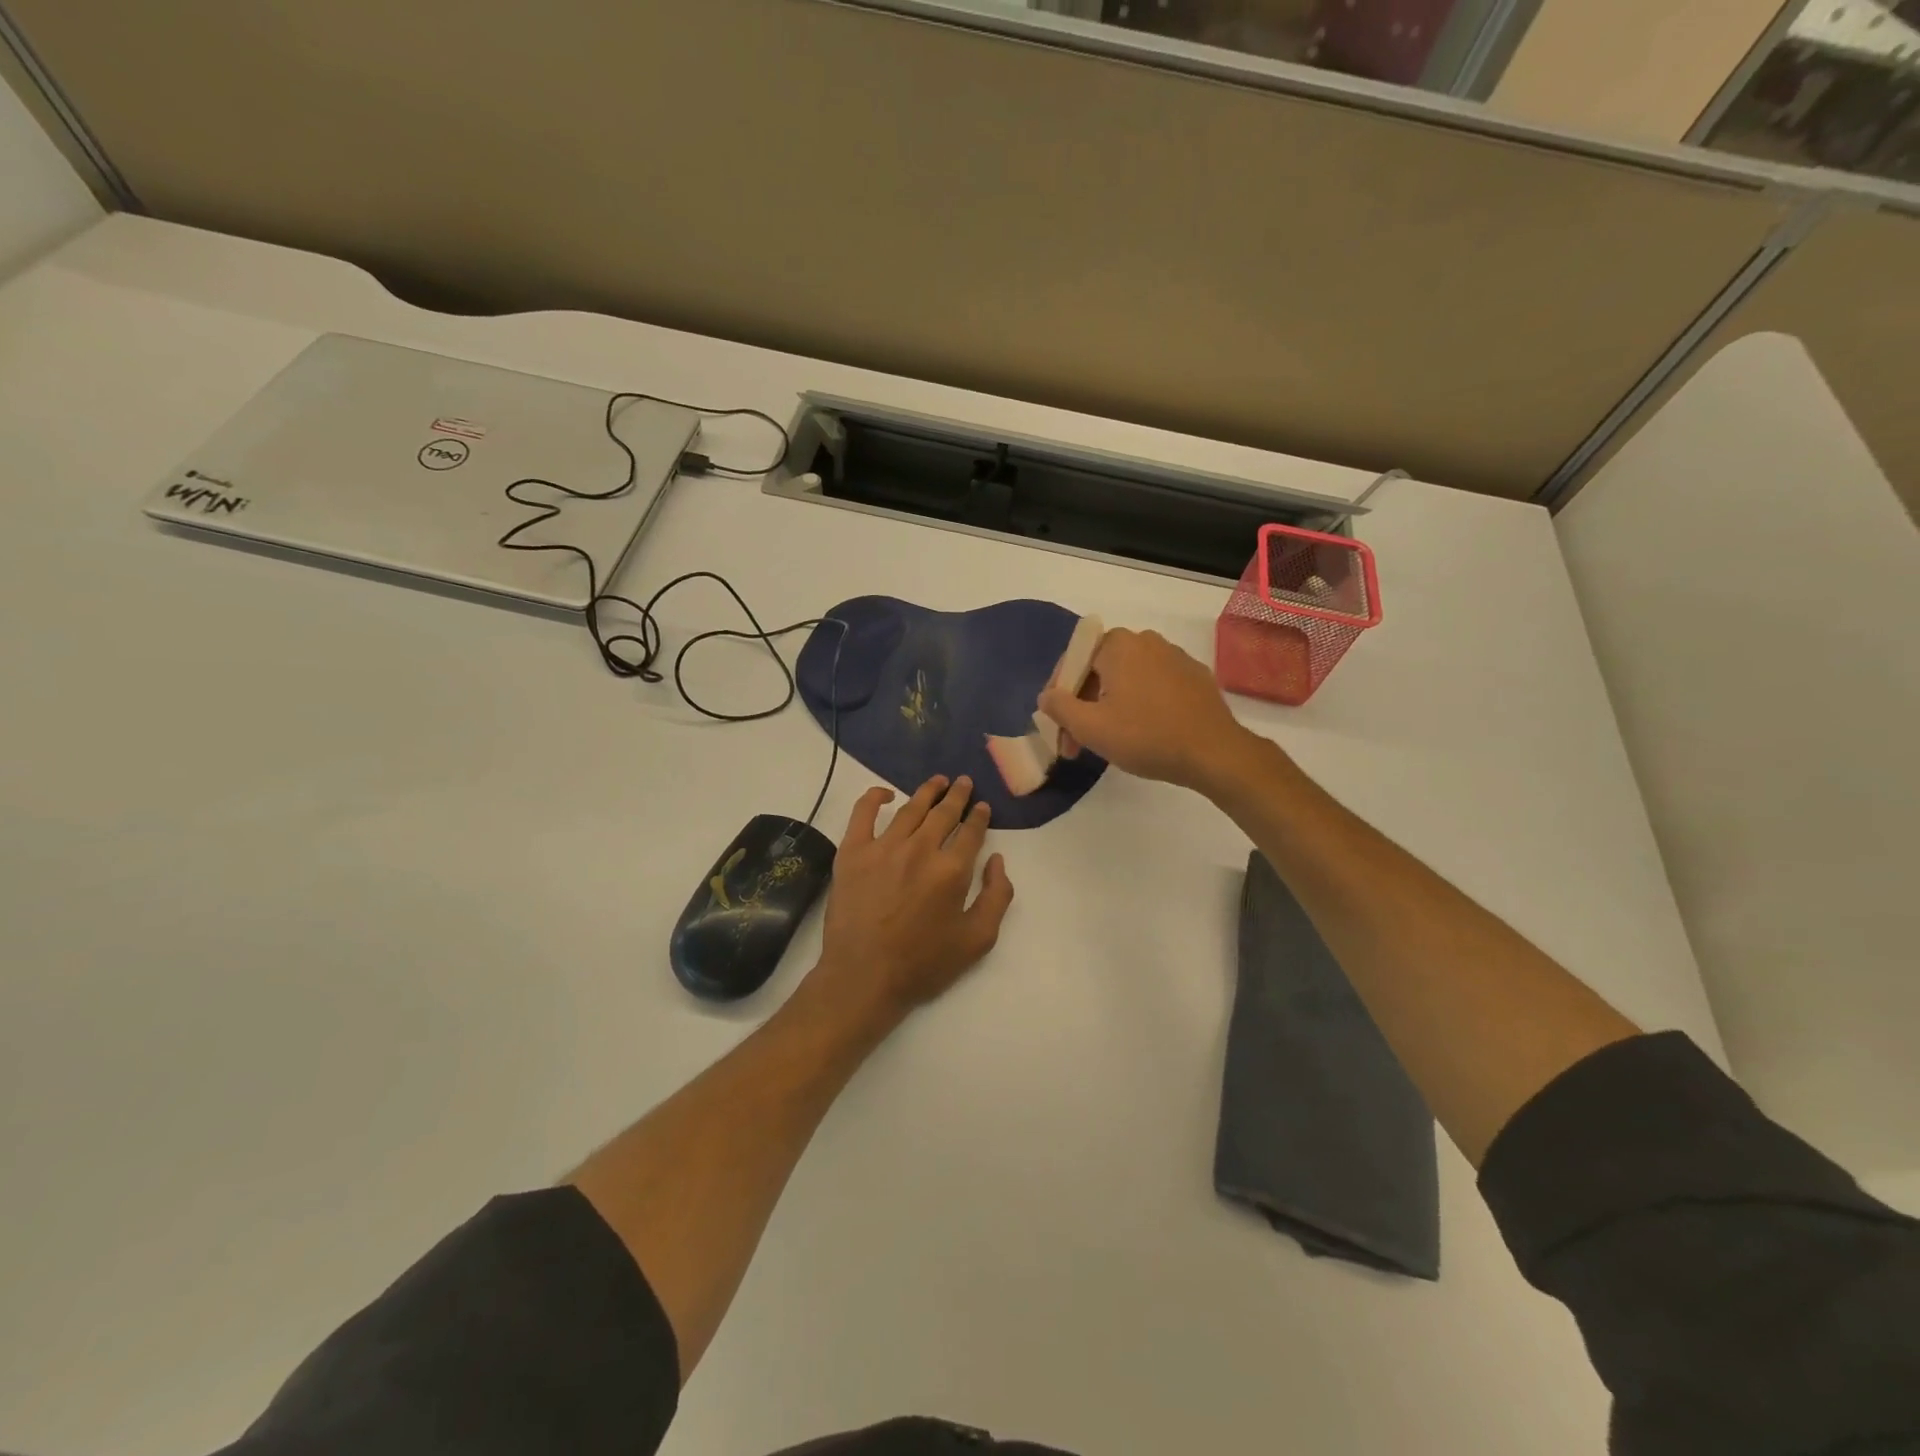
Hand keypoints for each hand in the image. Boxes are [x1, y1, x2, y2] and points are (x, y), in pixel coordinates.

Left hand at [811, 775, 1015, 1018]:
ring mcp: (883, 847)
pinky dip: (874, 797)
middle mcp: (920, 849)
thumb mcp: (978, 940)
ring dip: (927, 792)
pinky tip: (886, 794)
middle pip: (943, 813)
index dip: (979, 816)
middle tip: (963, 782)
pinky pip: (863, 814)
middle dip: (957, 795)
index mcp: (952, 870)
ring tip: (937, 781)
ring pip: (910, 809)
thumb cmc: (923, 963)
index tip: (982, 807)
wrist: (864, 977)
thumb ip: (997, 896)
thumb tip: (997, 860)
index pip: (971, 831)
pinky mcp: (853, 852)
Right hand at [1039, 627, 1256, 793]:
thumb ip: (1059, 707)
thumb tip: (1046, 696)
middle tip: (1077, 741)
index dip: (1058, 695)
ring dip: (1110, 705)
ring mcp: (1174, 656)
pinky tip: (1141, 732)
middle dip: (1083, 704)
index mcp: (1118, 644)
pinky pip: (1153, 685)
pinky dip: (1139, 704)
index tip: (1057, 727)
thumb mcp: (1090, 727)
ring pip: (1127, 679)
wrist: (1214, 753)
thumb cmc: (1146, 736)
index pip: (1073, 661)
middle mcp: (1146, 640)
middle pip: (1099, 670)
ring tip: (1107, 740)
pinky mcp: (1194, 677)